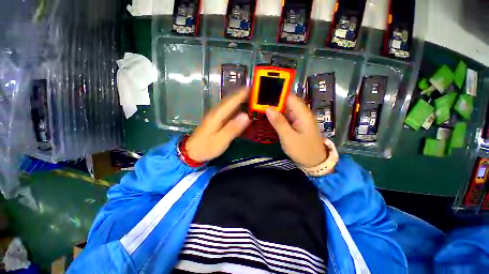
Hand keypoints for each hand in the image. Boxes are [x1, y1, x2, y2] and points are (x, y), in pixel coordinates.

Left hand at [185, 88, 250, 162]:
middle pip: (231, 99)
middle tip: (256, 92)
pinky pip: (229, 110)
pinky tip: (243, 108)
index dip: (243, 93)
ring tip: (252, 97)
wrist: (192, 152)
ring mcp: (216, 115)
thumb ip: (233, 128)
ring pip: (230, 103)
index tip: (255, 88)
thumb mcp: (220, 140)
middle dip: (243, 94)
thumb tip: (246, 116)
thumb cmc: (206, 147)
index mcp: (217, 114)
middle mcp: (217, 111)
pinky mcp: (217, 119)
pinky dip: (237, 107)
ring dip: (240, 99)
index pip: (232, 100)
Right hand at [266, 94, 328, 167]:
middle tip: (258, 104)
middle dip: (274, 103)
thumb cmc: (303, 150)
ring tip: (261, 109)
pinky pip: (286, 117)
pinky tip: (269, 118)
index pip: (289, 98)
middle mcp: (302, 113)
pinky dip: (278, 117)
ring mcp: (299, 119)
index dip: (277, 96)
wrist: (315, 162)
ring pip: (286, 110)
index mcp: (303, 114)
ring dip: (275, 110)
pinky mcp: (297, 125)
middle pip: (287, 103)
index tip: (263, 96)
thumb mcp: (289, 137)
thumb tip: (268, 108)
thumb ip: (279, 122)